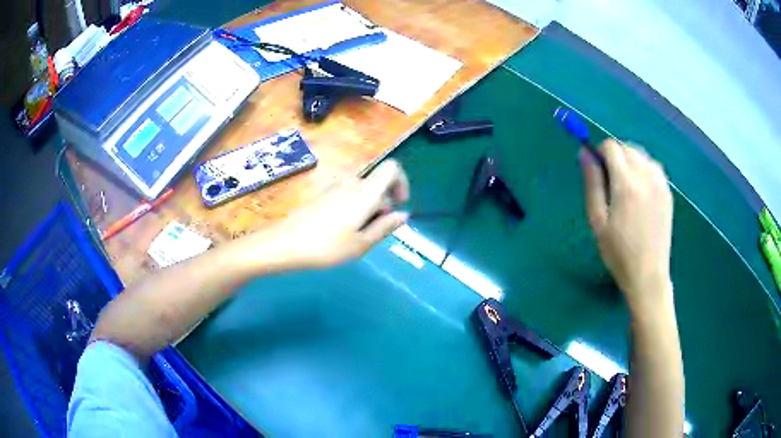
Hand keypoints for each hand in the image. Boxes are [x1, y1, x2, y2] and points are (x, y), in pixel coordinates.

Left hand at [263, 159, 409, 269]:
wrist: (286, 243)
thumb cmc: (327, 246)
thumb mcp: (361, 244)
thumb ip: (385, 227)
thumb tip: (403, 214)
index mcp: (365, 192)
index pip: (393, 168)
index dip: (402, 182)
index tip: (398, 205)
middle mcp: (352, 182)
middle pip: (378, 184)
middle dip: (383, 205)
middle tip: (371, 233)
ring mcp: (336, 186)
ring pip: (363, 191)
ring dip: (368, 209)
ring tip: (354, 235)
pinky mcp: (324, 193)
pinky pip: (348, 194)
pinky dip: (354, 208)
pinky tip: (340, 230)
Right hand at [580, 140, 673, 312]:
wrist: (648, 274)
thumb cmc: (618, 252)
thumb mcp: (597, 220)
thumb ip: (592, 183)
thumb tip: (584, 153)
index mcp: (626, 184)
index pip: (611, 147)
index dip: (600, 153)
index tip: (597, 170)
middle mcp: (646, 176)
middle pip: (627, 147)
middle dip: (615, 156)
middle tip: (610, 182)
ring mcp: (660, 184)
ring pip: (642, 155)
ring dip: (631, 161)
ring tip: (626, 187)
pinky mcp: (668, 192)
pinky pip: (654, 167)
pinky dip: (644, 169)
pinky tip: (641, 192)